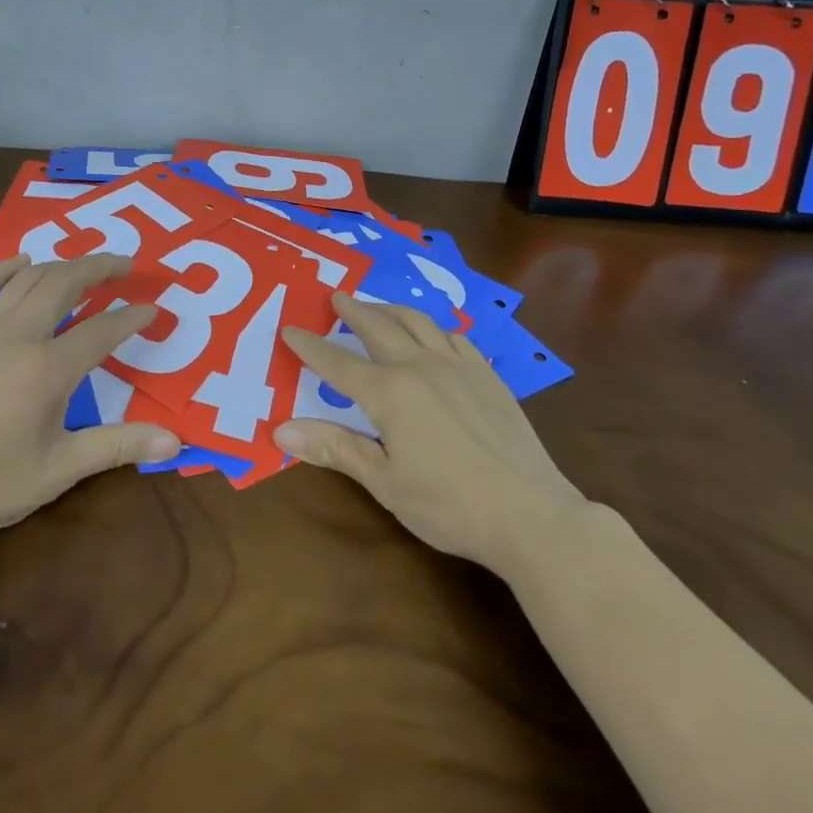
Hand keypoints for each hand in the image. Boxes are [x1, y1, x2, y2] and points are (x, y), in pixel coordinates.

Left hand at [0, 254, 181, 546]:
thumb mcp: (60, 470)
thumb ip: (118, 446)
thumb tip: (177, 441)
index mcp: (48, 369)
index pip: (103, 330)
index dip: (132, 317)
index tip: (152, 309)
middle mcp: (17, 336)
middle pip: (66, 284)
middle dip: (100, 268)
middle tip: (125, 265)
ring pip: (27, 279)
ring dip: (61, 266)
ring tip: (84, 265)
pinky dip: (3, 269)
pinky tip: (21, 263)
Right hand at [277, 294, 586, 570]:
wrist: (532, 515)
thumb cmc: (449, 505)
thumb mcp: (384, 482)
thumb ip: (334, 448)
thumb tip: (280, 431)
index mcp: (389, 393)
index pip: (338, 363)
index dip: (310, 346)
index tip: (289, 330)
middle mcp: (420, 367)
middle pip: (379, 326)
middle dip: (353, 310)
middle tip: (337, 297)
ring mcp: (458, 367)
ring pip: (418, 322)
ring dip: (392, 309)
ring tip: (378, 306)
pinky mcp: (488, 377)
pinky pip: (455, 338)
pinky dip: (434, 328)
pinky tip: (434, 336)